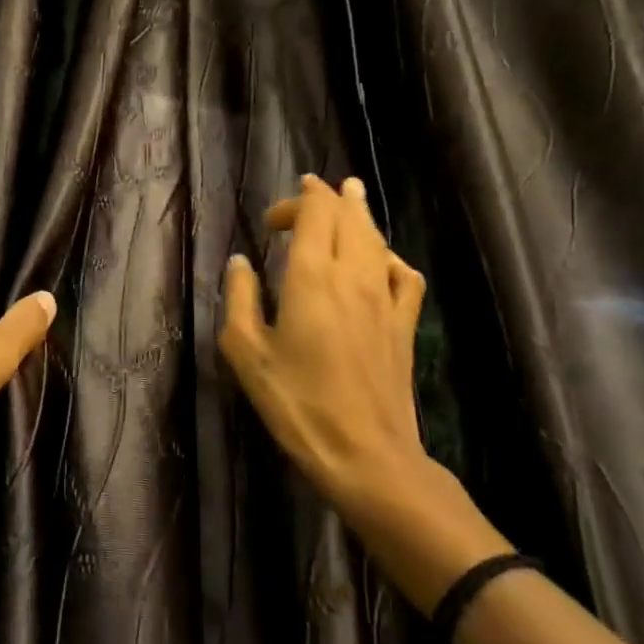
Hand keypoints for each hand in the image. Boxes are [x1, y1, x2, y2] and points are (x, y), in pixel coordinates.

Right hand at [219, 174, 507, 611]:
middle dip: (327, 196)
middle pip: (347, 216)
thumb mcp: (247, 353)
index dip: (296, 201)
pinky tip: (380, 261)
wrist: (366, 454)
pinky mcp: (403, 324)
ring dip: (359, 214)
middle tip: (311, 188)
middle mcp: (352, 275)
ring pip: (376, 238)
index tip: (271, 220)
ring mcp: (384, 299)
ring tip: (350, 197)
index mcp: (311, 277)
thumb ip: (240, 298)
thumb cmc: (297, 404)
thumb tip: (240, 262)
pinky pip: (403, 274)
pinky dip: (389, 256)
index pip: (314, 213)